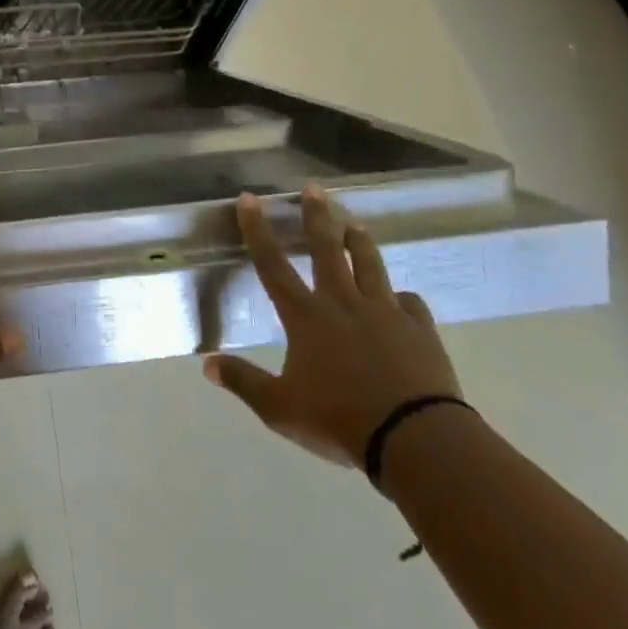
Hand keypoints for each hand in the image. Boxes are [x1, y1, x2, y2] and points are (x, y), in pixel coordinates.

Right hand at [205, 188, 461, 467]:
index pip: (272, 264)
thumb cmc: (340, 421)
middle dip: (317, 216)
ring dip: (360, 243)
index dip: (257, 229)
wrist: (416, 440)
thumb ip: (244, 382)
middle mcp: (342, 302)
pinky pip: (411, 304)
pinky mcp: (420, 330)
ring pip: (369, 265)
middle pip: (327, 249)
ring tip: (355, 225)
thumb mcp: (280, 408)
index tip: (249, 198)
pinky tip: (404, 300)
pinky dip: (404, 299)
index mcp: (305, 316)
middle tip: (314, 188)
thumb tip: (207, 365)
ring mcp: (384, 312)